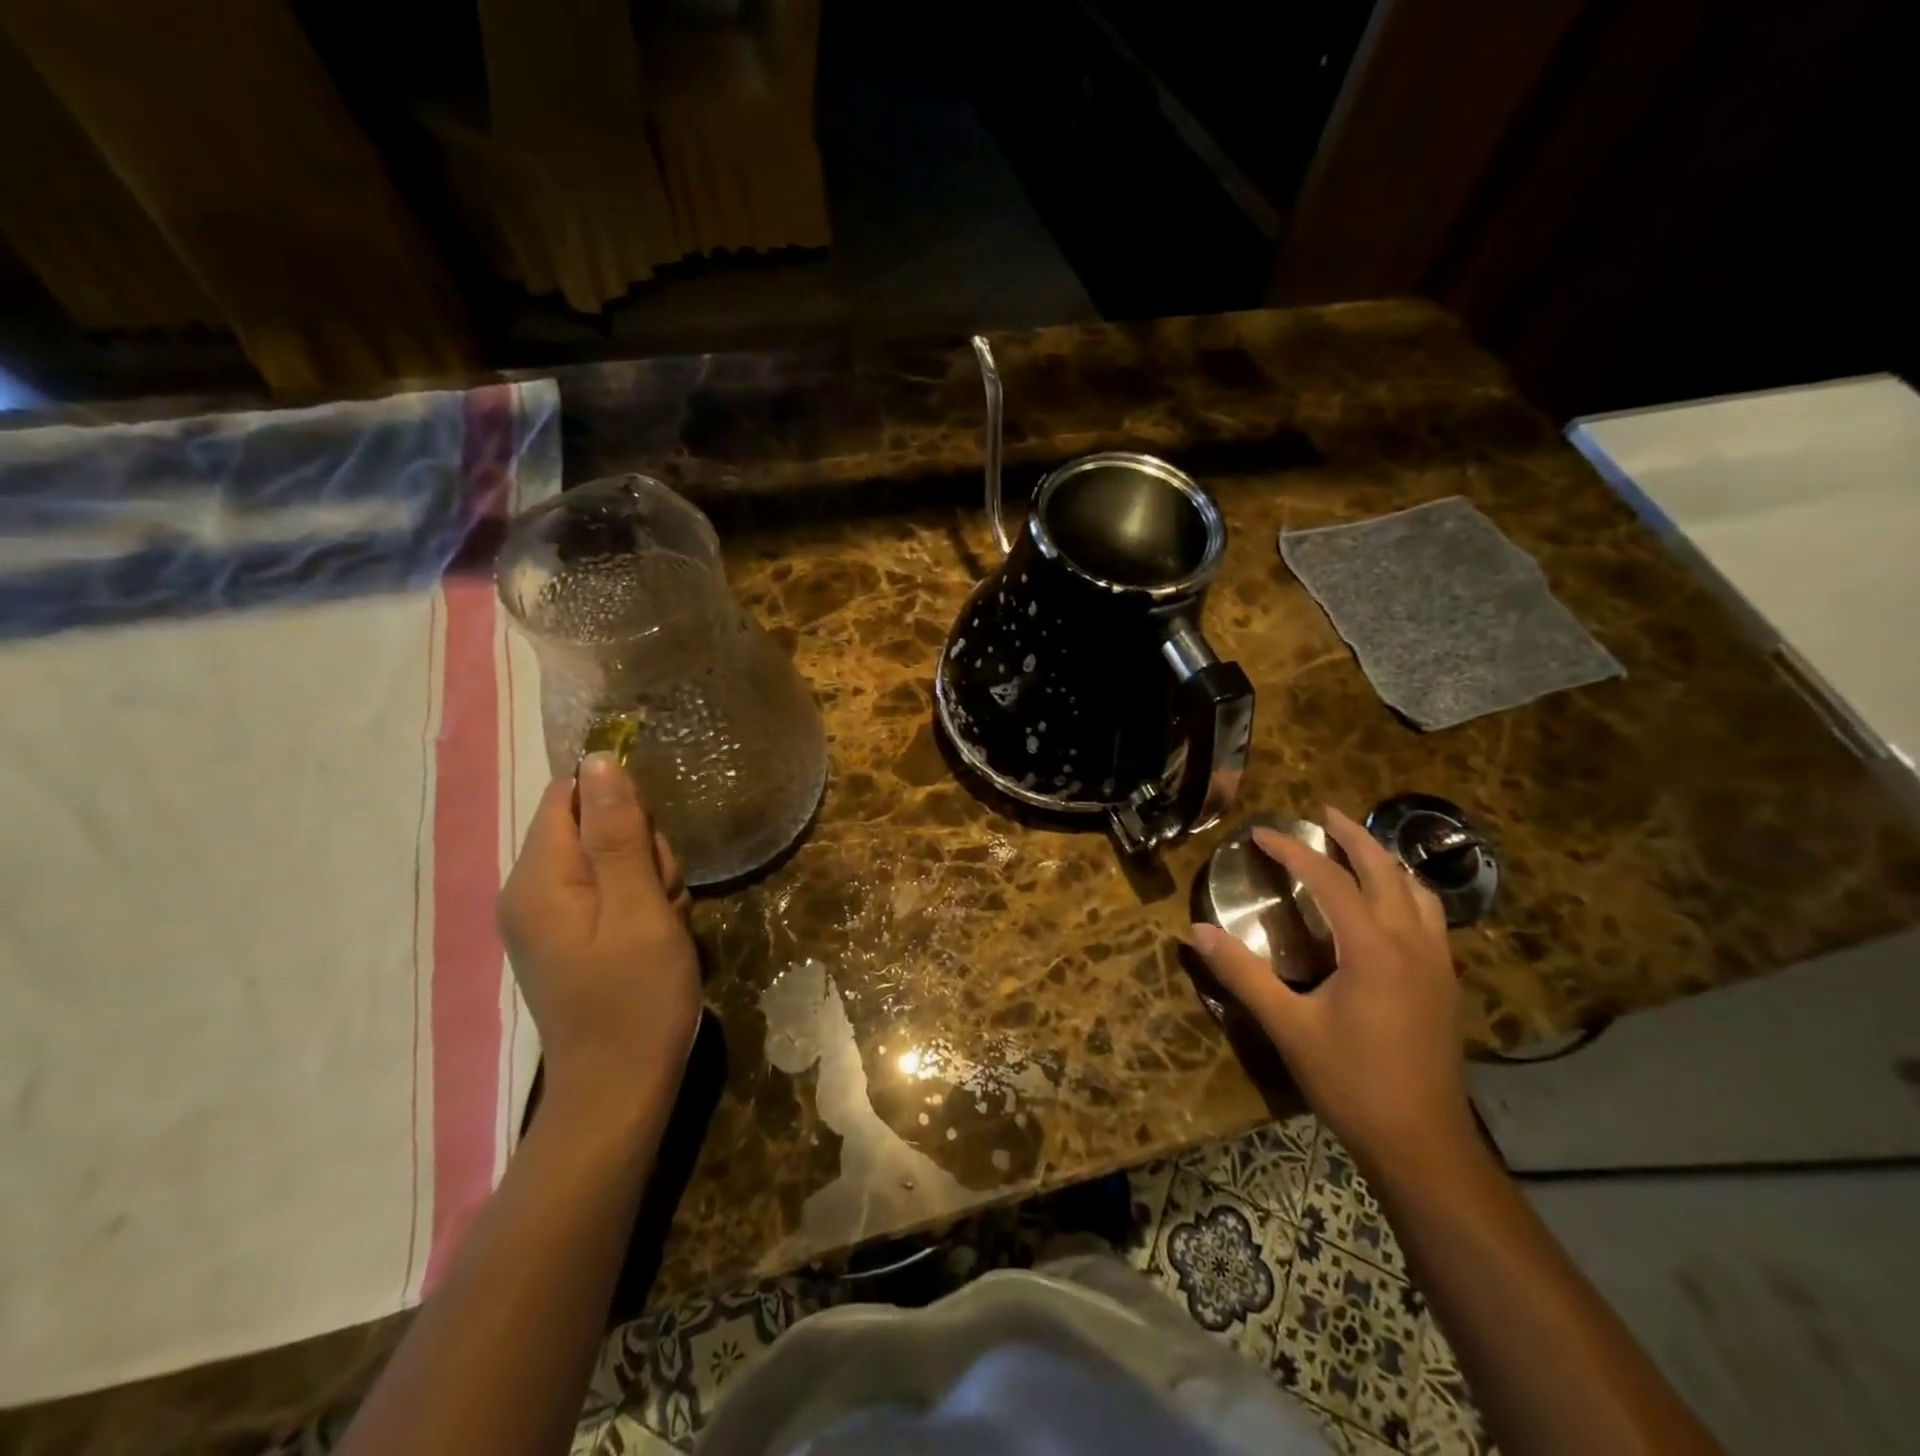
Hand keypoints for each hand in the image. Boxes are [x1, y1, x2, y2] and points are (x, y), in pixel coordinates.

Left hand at [499, 753, 701, 1121]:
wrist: (621, 1089)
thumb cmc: (636, 998)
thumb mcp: (640, 908)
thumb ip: (619, 833)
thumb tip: (600, 760)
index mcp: (538, 878)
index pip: (571, 794)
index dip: (621, 805)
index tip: (651, 848)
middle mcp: (531, 890)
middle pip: (595, 825)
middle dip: (642, 850)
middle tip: (663, 899)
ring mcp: (549, 916)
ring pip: (612, 858)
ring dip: (651, 879)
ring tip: (664, 925)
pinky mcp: (570, 935)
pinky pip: (612, 891)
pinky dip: (643, 903)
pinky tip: (657, 937)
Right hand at [1190, 807, 1474, 1173]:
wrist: (1423, 1144)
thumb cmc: (1351, 1083)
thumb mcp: (1287, 1026)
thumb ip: (1242, 974)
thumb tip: (1197, 931)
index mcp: (1373, 949)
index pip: (1329, 880)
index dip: (1293, 850)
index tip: (1261, 833)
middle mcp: (1412, 944)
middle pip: (1386, 870)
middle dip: (1353, 836)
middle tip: (1324, 812)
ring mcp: (1437, 964)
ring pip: (1417, 891)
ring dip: (1386, 860)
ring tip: (1358, 847)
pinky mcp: (1445, 984)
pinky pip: (1430, 917)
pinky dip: (1405, 891)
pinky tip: (1389, 905)